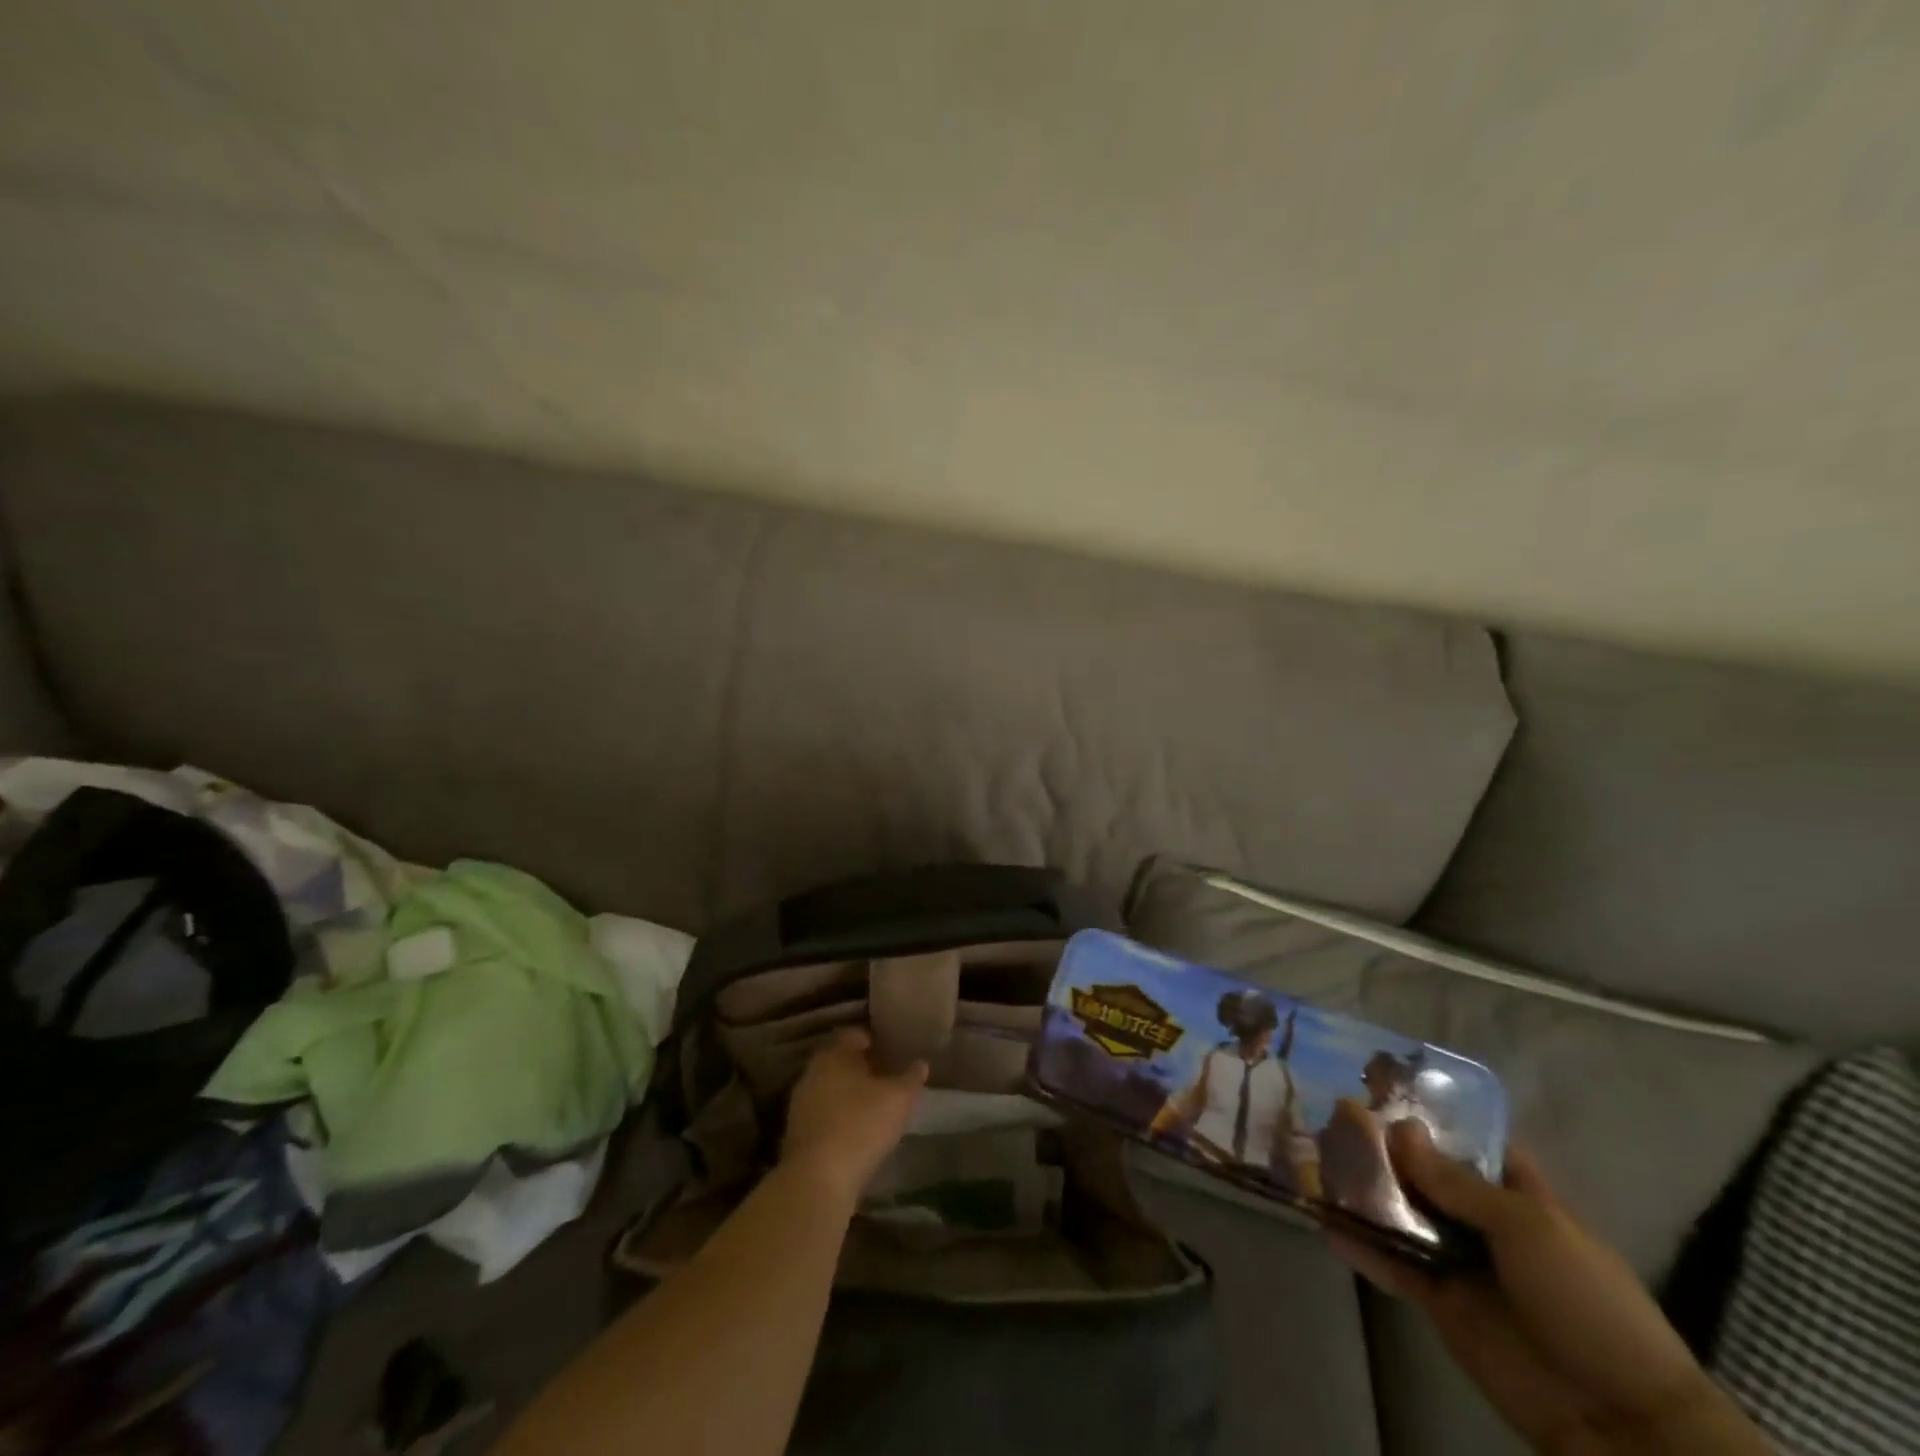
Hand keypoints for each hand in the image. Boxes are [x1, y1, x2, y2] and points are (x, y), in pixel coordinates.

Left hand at [780, 1029, 927, 1206]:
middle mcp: (812, 1072)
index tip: (889, 1050)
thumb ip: (911, 1078)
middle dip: (860, 1067)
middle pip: (839, 1062)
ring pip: (829, 1088)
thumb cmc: (861, 1125)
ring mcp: (800, 1103)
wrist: (818, 1179)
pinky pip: (823, 1114)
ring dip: (848, 1094)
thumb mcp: (898, 1099)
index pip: (853, 1035)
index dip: (872, 1040)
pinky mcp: (796, 1133)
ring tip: (873, 1105)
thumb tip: (921, 1064)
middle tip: (884, 1076)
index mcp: (834, 1054)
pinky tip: (856, 1131)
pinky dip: (838, 1117)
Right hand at [1330, 1122, 1769, 1455]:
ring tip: (1315, 1158)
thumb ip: (1458, 1182)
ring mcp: (1457, 1260)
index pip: (1467, 1142)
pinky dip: (1359, 1245)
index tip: (1378, 1086)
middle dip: (1381, 1147)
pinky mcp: (1437, 1299)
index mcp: (1515, 1193)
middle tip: (1330, 1115)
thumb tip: (1398, 1130)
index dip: (1429, 1116)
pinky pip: (1390, 1264)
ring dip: (1362, 1190)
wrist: (1616, 1417)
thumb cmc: (1586, 1300)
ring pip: (1400, 1213)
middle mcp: (1480, 1219)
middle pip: (1422, 1172)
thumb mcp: (1528, 1227)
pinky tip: (1323, 1221)